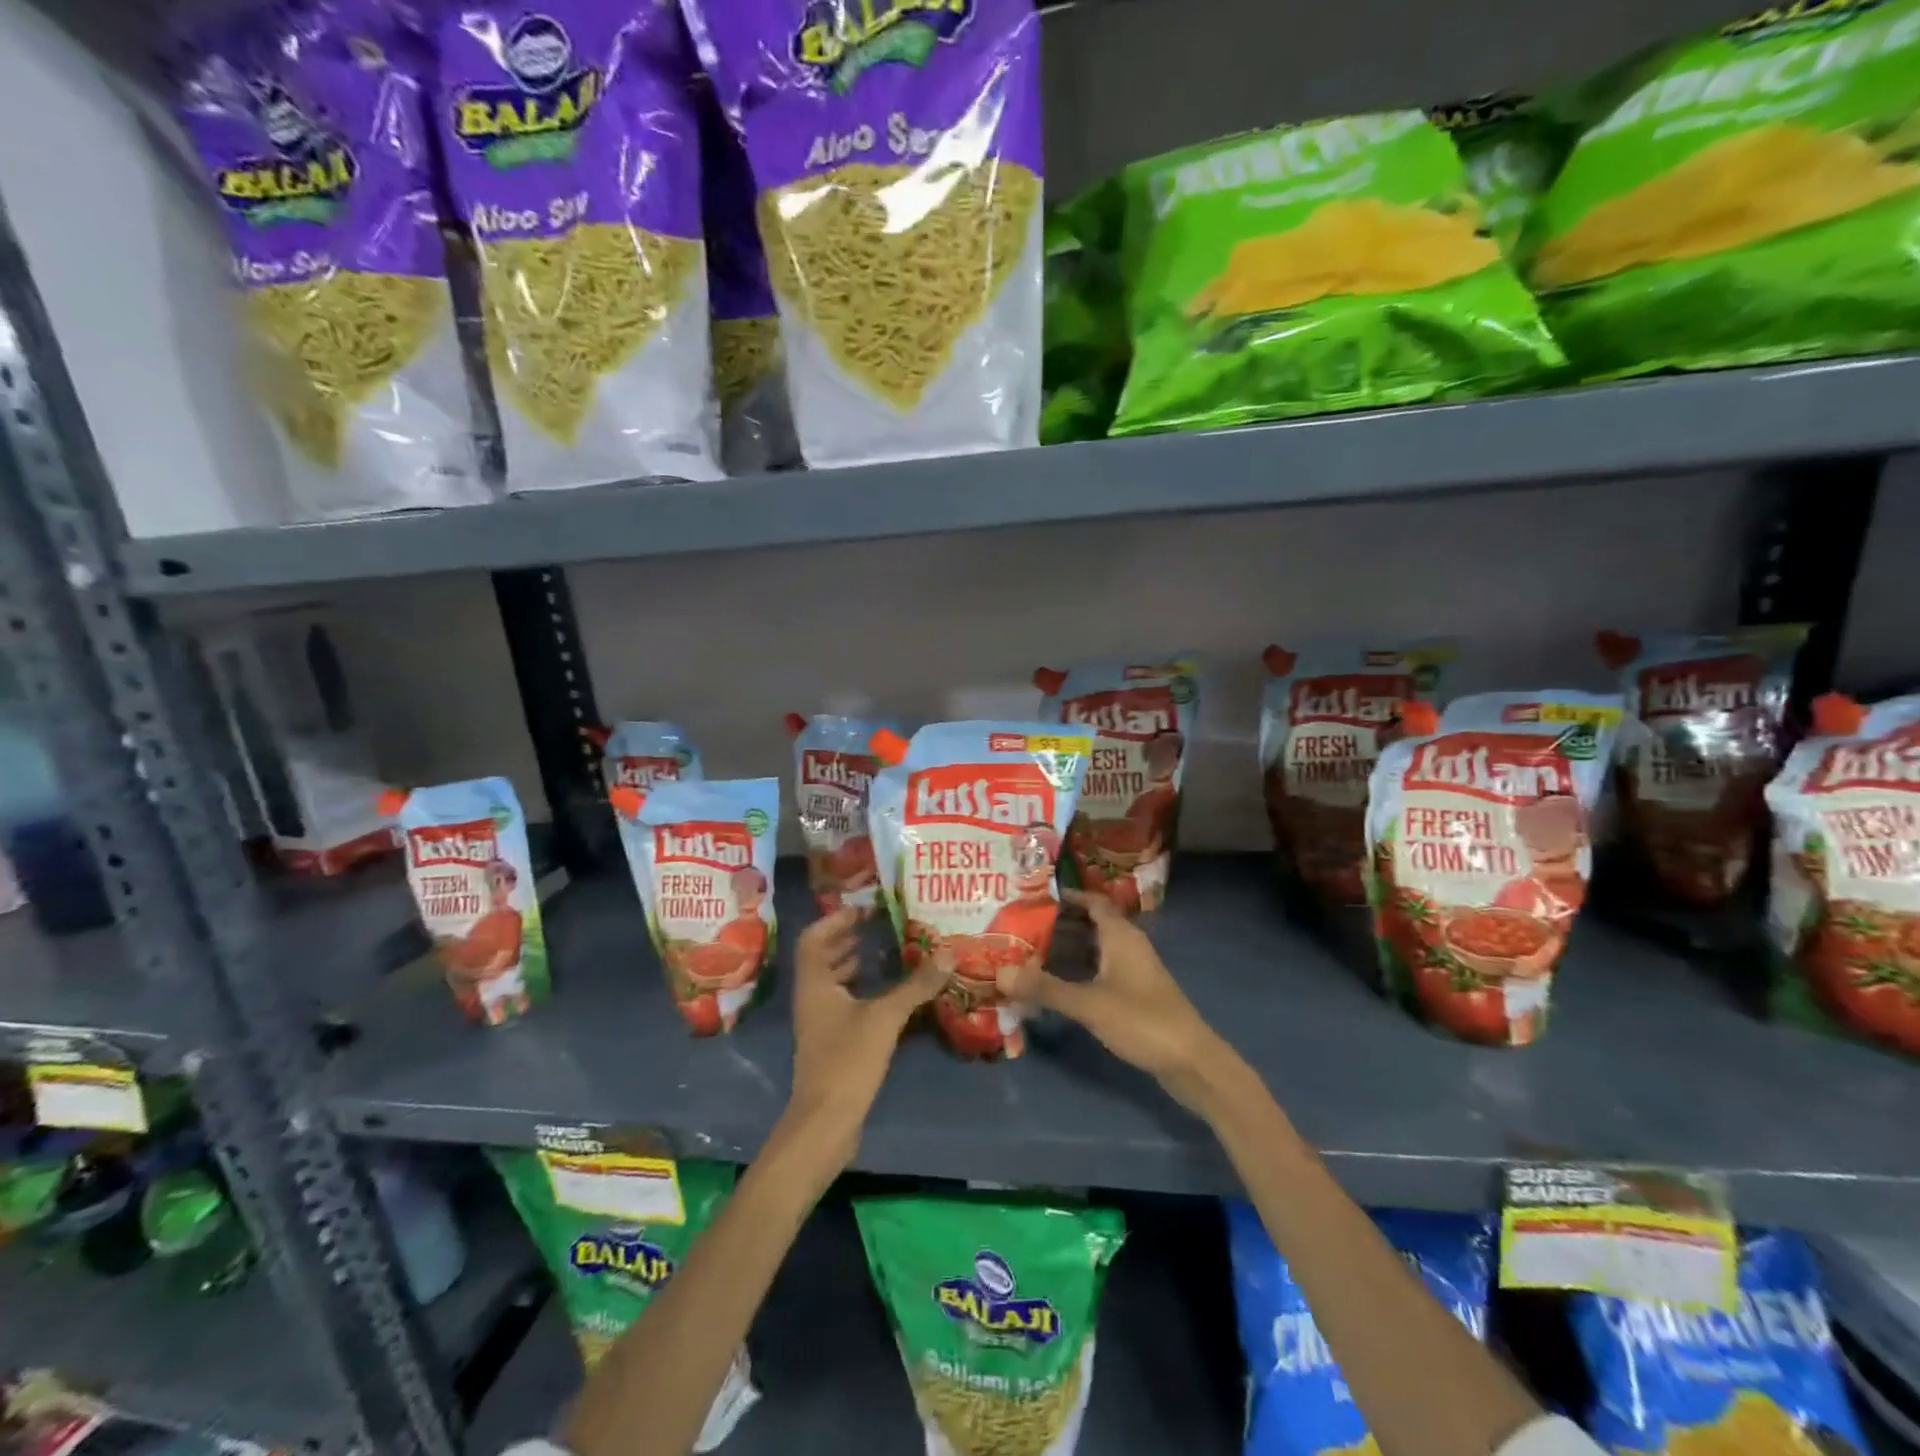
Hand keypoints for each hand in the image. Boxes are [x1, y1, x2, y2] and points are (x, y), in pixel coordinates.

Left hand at [784, 908, 943, 1167]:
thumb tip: (949, 954)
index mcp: (814, 983)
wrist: (825, 1123)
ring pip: (832, 981)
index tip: (865, 909)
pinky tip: (887, 994)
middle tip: (878, 925)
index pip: (814, 937)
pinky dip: (861, 990)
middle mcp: (811, 997)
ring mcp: (819, 1022)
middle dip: (846, 938)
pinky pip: (843, 1003)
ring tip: (884, 951)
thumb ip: (916, 986)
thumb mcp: (885, 1018)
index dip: (835, 919)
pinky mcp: (831, 1043)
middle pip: (822, 956)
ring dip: (853, 963)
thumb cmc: (847, 1060)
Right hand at [996, 888, 1224, 1110]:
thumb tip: (1000, 972)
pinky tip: (1055, 986)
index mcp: (1120, 935)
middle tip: (1020, 927)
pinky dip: (1077, 972)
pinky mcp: (1135, 995)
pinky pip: (1100, 971)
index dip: (1066, 896)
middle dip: (1058, 925)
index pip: (1092, 901)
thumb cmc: (1142, 1020)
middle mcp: (1128, 945)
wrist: (1191, 1062)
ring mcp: (1133, 971)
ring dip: (1066, 950)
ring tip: (1028, 953)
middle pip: (1090, 924)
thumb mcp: (1088, 1004)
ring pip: (1094, 950)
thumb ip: (1045, 988)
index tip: (1033, 897)